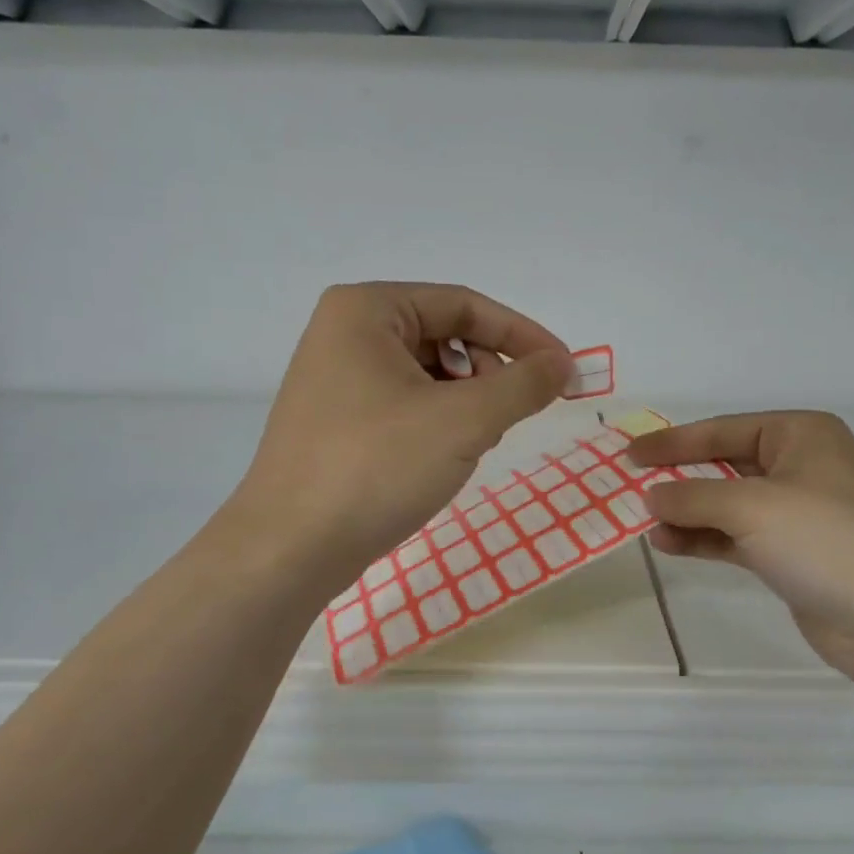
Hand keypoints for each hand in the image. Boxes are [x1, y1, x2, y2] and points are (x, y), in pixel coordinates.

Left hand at [236, 283, 572, 589]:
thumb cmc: (376, 468)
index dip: (522, 335)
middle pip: (444, 336)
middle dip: (489, 372)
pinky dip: (437, 421)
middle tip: (513, 414)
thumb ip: (523, 384)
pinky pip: (404, 403)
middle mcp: (344, 332)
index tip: (564, 369)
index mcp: (367, 310)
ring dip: (466, 401)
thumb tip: (563, 363)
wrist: (288, 549)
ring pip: (426, 373)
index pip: (464, 305)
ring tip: (475, 442)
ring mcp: (335, 378)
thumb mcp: (463, 421)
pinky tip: (443, 458)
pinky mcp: (335, 420)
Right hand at [629, 412, 853, 694]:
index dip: (673, 441)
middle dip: (680, 478)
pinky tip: (670, 545)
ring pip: (729, 505)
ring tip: (646, 524)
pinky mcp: (795, 556)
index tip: (629, 453)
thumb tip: (650, 495)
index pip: (723, 430)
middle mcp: (802, 467)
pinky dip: (705, 539)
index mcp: (801, 435)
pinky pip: (738, 538)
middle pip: (725, 465)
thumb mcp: (752, 507)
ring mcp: (800, 514)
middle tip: (631, 487)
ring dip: (688, 513)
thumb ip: (692, 497)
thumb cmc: (827, 540)